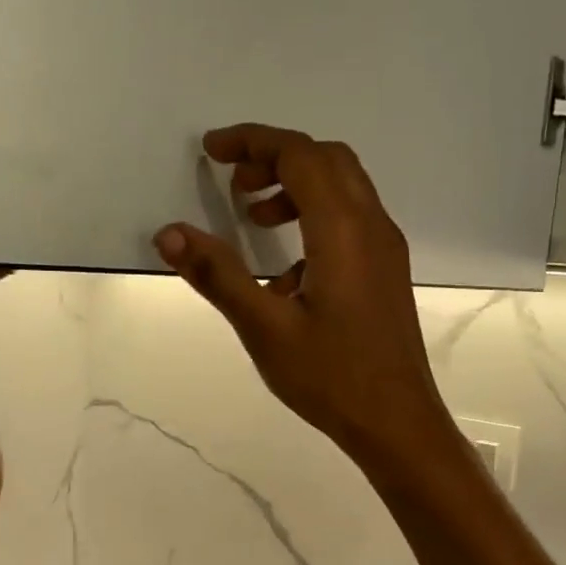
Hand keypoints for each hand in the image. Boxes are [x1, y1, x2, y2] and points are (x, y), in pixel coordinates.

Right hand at [154, 123, 452, 470]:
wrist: (396, 422)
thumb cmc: (331, 377)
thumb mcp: (265, 328)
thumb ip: (218, 275)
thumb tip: (169, 233)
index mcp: (343, 230)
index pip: (299, 155)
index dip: (253, 142)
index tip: (211, 151)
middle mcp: (373, 226)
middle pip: (327, 160)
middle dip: (276, 157)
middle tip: (233, 183)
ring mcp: (386, 249)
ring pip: (344, 188)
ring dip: (298, 187)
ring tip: (255, 219)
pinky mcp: (387, 271)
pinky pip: (353, 220)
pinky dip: (316, 217)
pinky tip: (287, 269)